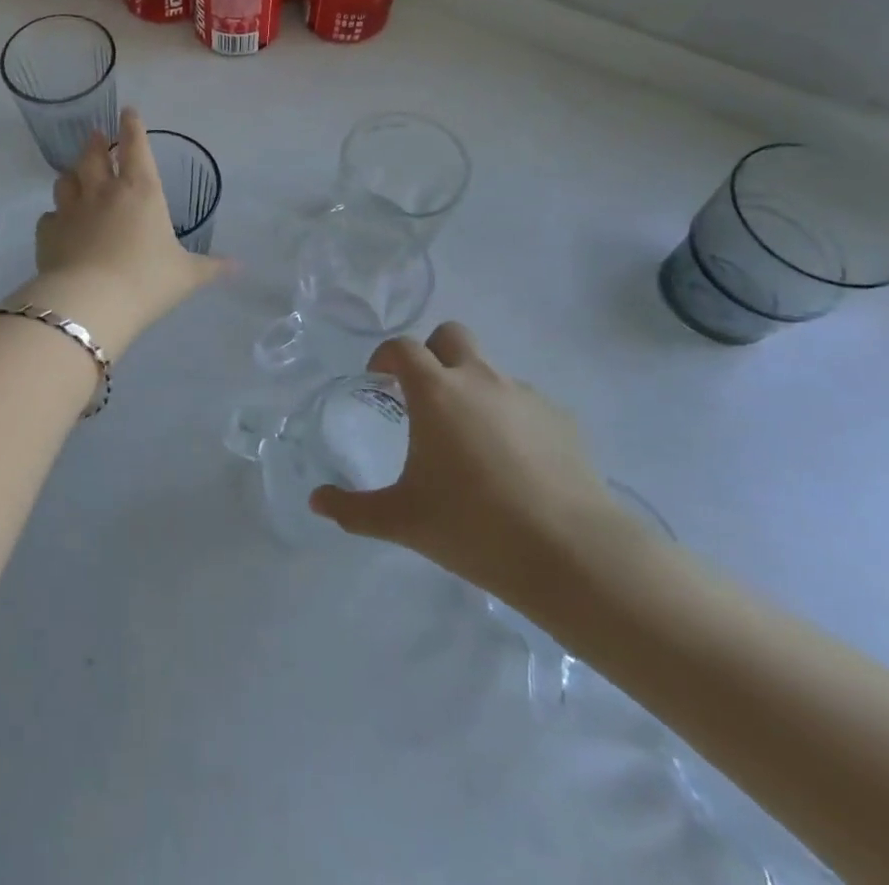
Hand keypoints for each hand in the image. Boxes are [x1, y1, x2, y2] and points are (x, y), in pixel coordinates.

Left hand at [20, 108, 229, 352]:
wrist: (90, 303)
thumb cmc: (146, 281)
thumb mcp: (186, 276)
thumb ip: (211, 267)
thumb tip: (239, 267)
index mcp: (141, 192)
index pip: (136, 147)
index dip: (132, 127)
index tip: (127, 111)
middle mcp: (104, 192)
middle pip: (94, 156)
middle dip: (96, 142)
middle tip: (96, 135)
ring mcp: (71, 210)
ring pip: (66, 180)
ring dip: (73, 173)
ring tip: (75, 173)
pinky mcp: (48, 232)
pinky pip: (50, 216)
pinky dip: (55, 215)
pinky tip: (58, 222)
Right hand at [309, 323, 628, 617]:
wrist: (572, 553)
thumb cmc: (474, 526)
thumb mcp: (403, 520)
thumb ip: (353, 509)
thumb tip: (316, 502)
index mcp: (436, 392)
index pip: (403, 348)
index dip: (386, 356)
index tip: (379, 378)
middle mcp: (479, 380)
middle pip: (451, 335)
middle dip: (433, 353)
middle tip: (424, 395)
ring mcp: (525, 396)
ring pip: (491, 371)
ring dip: (472, 388)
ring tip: (471, 441)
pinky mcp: (562, 419)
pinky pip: (525, 402)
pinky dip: (510, 417)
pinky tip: (514, 463)